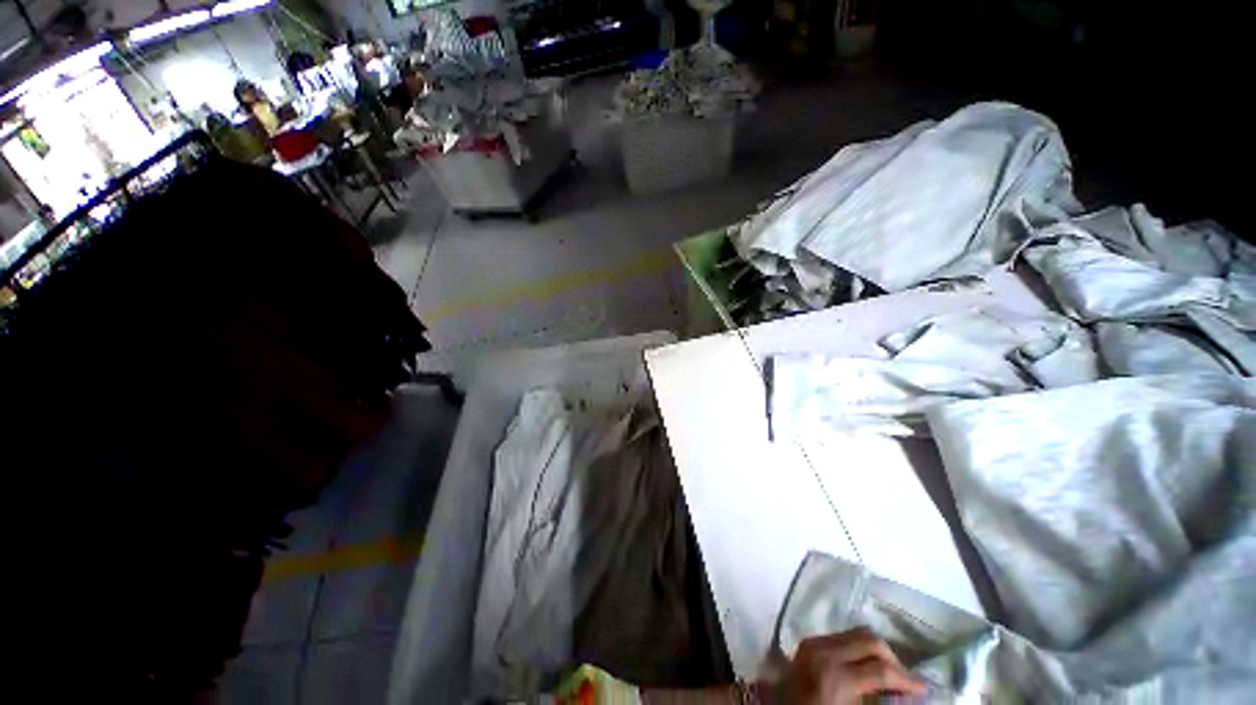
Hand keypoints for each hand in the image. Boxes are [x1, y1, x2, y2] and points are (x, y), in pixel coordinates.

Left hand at [787, 628, 925, 703]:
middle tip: (905, 680)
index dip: (907, 680)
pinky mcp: (809, 641)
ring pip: (856, 633)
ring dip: (876, 651)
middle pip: (870, 640)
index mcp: (837, 677)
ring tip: (888, 672)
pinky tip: (865, 666)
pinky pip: (841, 637)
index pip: (881, 669)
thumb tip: (905, 695)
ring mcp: (814, 642)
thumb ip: (877, 702)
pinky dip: (858, 648)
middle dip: (893, 659)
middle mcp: (825, 652)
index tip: (923, 689)